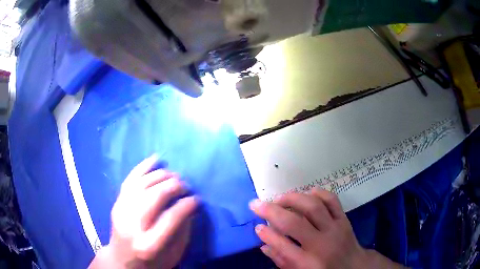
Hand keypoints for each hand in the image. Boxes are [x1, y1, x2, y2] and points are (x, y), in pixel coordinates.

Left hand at [90, 155, 197, 268]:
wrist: (121, 260)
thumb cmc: (152, 262)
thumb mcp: (173, 255)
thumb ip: (182, 232)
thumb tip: (189, 207)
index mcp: (149, 245)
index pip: (171, 218)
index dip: (186, 205)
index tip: (196, 199)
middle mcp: (132, 225)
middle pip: (154, 197)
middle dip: (173, 186)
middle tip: (186, 185)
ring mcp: (121, 211)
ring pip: (142, 184)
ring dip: (161, 175)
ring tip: (174, 175)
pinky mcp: (117, 203)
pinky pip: (129, 180)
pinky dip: (143, 167)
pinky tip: (155, 159)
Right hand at [250, 188, 403, 268]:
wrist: (353, 266)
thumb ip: (281, 260)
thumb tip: (263, 243)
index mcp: (308, 263)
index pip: (283, 246)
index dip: (266, 234)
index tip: (256, 226)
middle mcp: (321, 244)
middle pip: (294, 223)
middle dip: (272, 211)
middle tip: (257, 204)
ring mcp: (335, 229)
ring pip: (313, 207)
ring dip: (293, 199)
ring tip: (280, 198)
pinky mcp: (344, 219)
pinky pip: (332, 200)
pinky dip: (318, 193)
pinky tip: (307, 193)